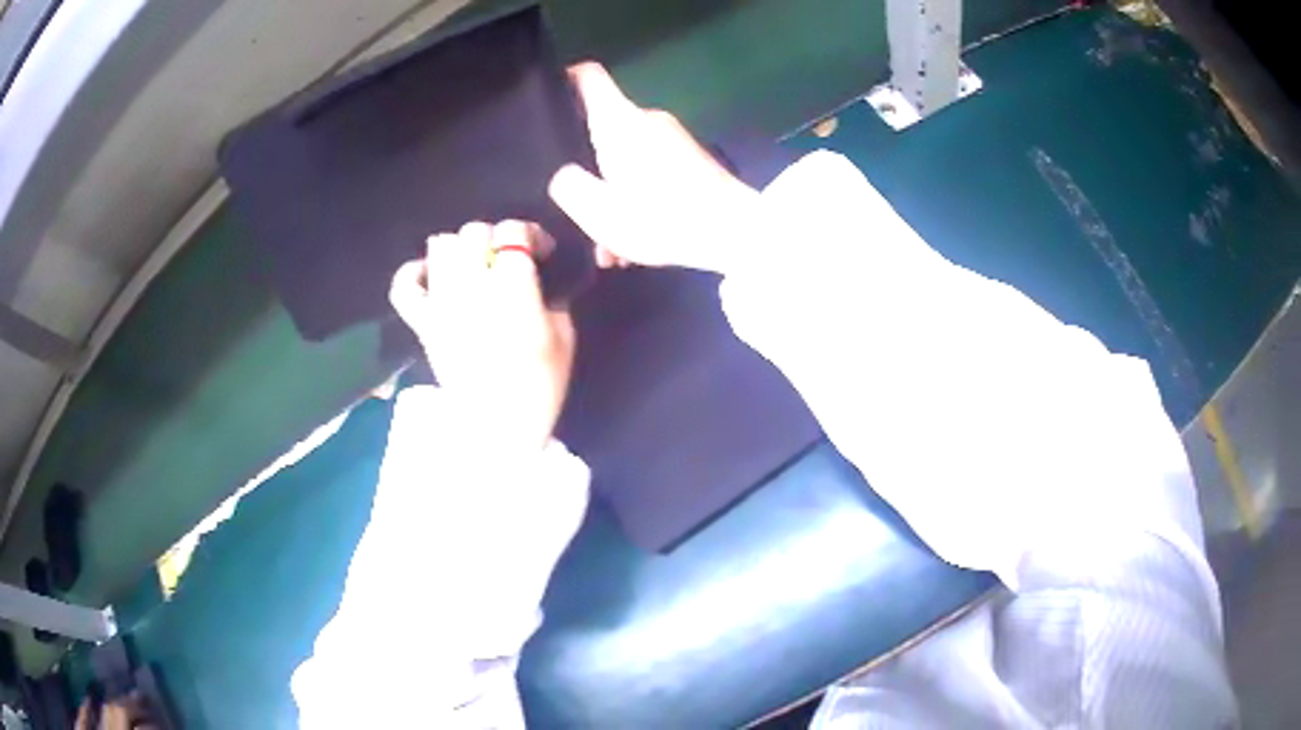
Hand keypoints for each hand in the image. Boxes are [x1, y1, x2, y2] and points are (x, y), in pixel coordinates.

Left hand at [389, 221, 575, 451]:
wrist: (497, 430)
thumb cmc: (539, 387)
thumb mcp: (565, 339)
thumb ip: (553, 299)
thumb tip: (538, 281)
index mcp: (512, 288)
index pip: (512, 232)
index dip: (530, 234)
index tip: (541, 252)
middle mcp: (472, 285)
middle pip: (475, 231)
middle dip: (496, 240)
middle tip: (508, 262)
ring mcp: (441, 302)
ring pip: (441, 245)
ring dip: (460, 249)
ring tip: (474, 268)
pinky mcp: (423, 322)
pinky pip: (405, 285)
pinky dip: (415, 273)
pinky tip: (432, 276)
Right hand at [548, 63, 760, 273]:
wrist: (737, 233)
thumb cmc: (663, 217)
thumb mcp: (599, 211)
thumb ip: (568, 187)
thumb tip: (563, 175)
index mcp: (619, 120)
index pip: (587, 75)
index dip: (562, 80)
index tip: (546, 102)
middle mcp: (646, 119)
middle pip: (601, 125)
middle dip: (583, 163)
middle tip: (572, 201)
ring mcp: (672, 138)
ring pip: (624, 157)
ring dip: (611, 194)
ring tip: (608, 243)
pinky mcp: (690, 160)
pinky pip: (649, 171)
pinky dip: (636, 198)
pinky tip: (635, 242)